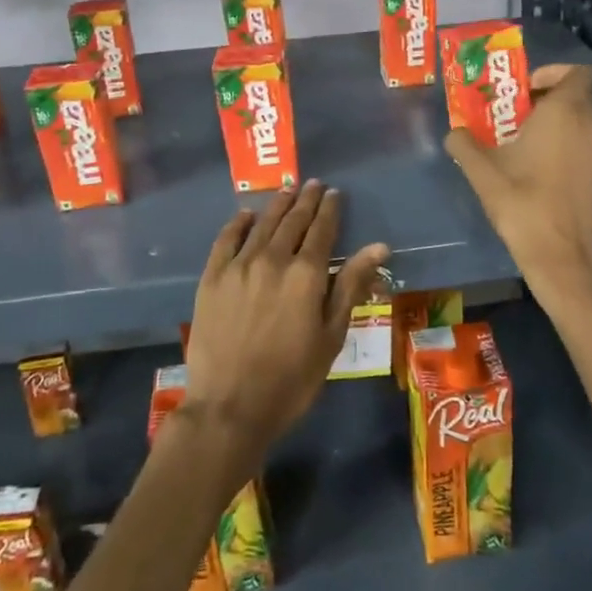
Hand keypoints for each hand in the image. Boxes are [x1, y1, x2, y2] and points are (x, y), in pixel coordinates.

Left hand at [181, 181, 388, 459]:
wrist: (230, 407)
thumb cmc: (291, 379)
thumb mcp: (331, 336)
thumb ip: (351, 286)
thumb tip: (379, 247)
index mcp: (306, 274)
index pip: (322, 229)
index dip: (330, 209)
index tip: (335, 193)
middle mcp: (273, 259)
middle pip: (293, 220)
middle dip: (306, 200)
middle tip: (313, 184)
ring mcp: (239, 266)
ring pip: (262, 224)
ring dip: (277, 204)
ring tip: (287, 189)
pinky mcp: (212, 277)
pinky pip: (226, 239)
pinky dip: (239, 223)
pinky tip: (246, 214)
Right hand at [446, 64, 591, 310]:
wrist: (560, 253)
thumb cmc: (522, 200)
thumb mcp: (481, 169)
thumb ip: (464, 144)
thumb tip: (453, 133)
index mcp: (565, 110)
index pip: (576, 72)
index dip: (551, 72)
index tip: (520, 88)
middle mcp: (588, 124)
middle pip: (573, 94)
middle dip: (542, 96)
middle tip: (508, 110)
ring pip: (576, 119)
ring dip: (549, 120)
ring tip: (512, 136)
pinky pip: (577, 141)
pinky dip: (557, 141)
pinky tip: (527, 162)